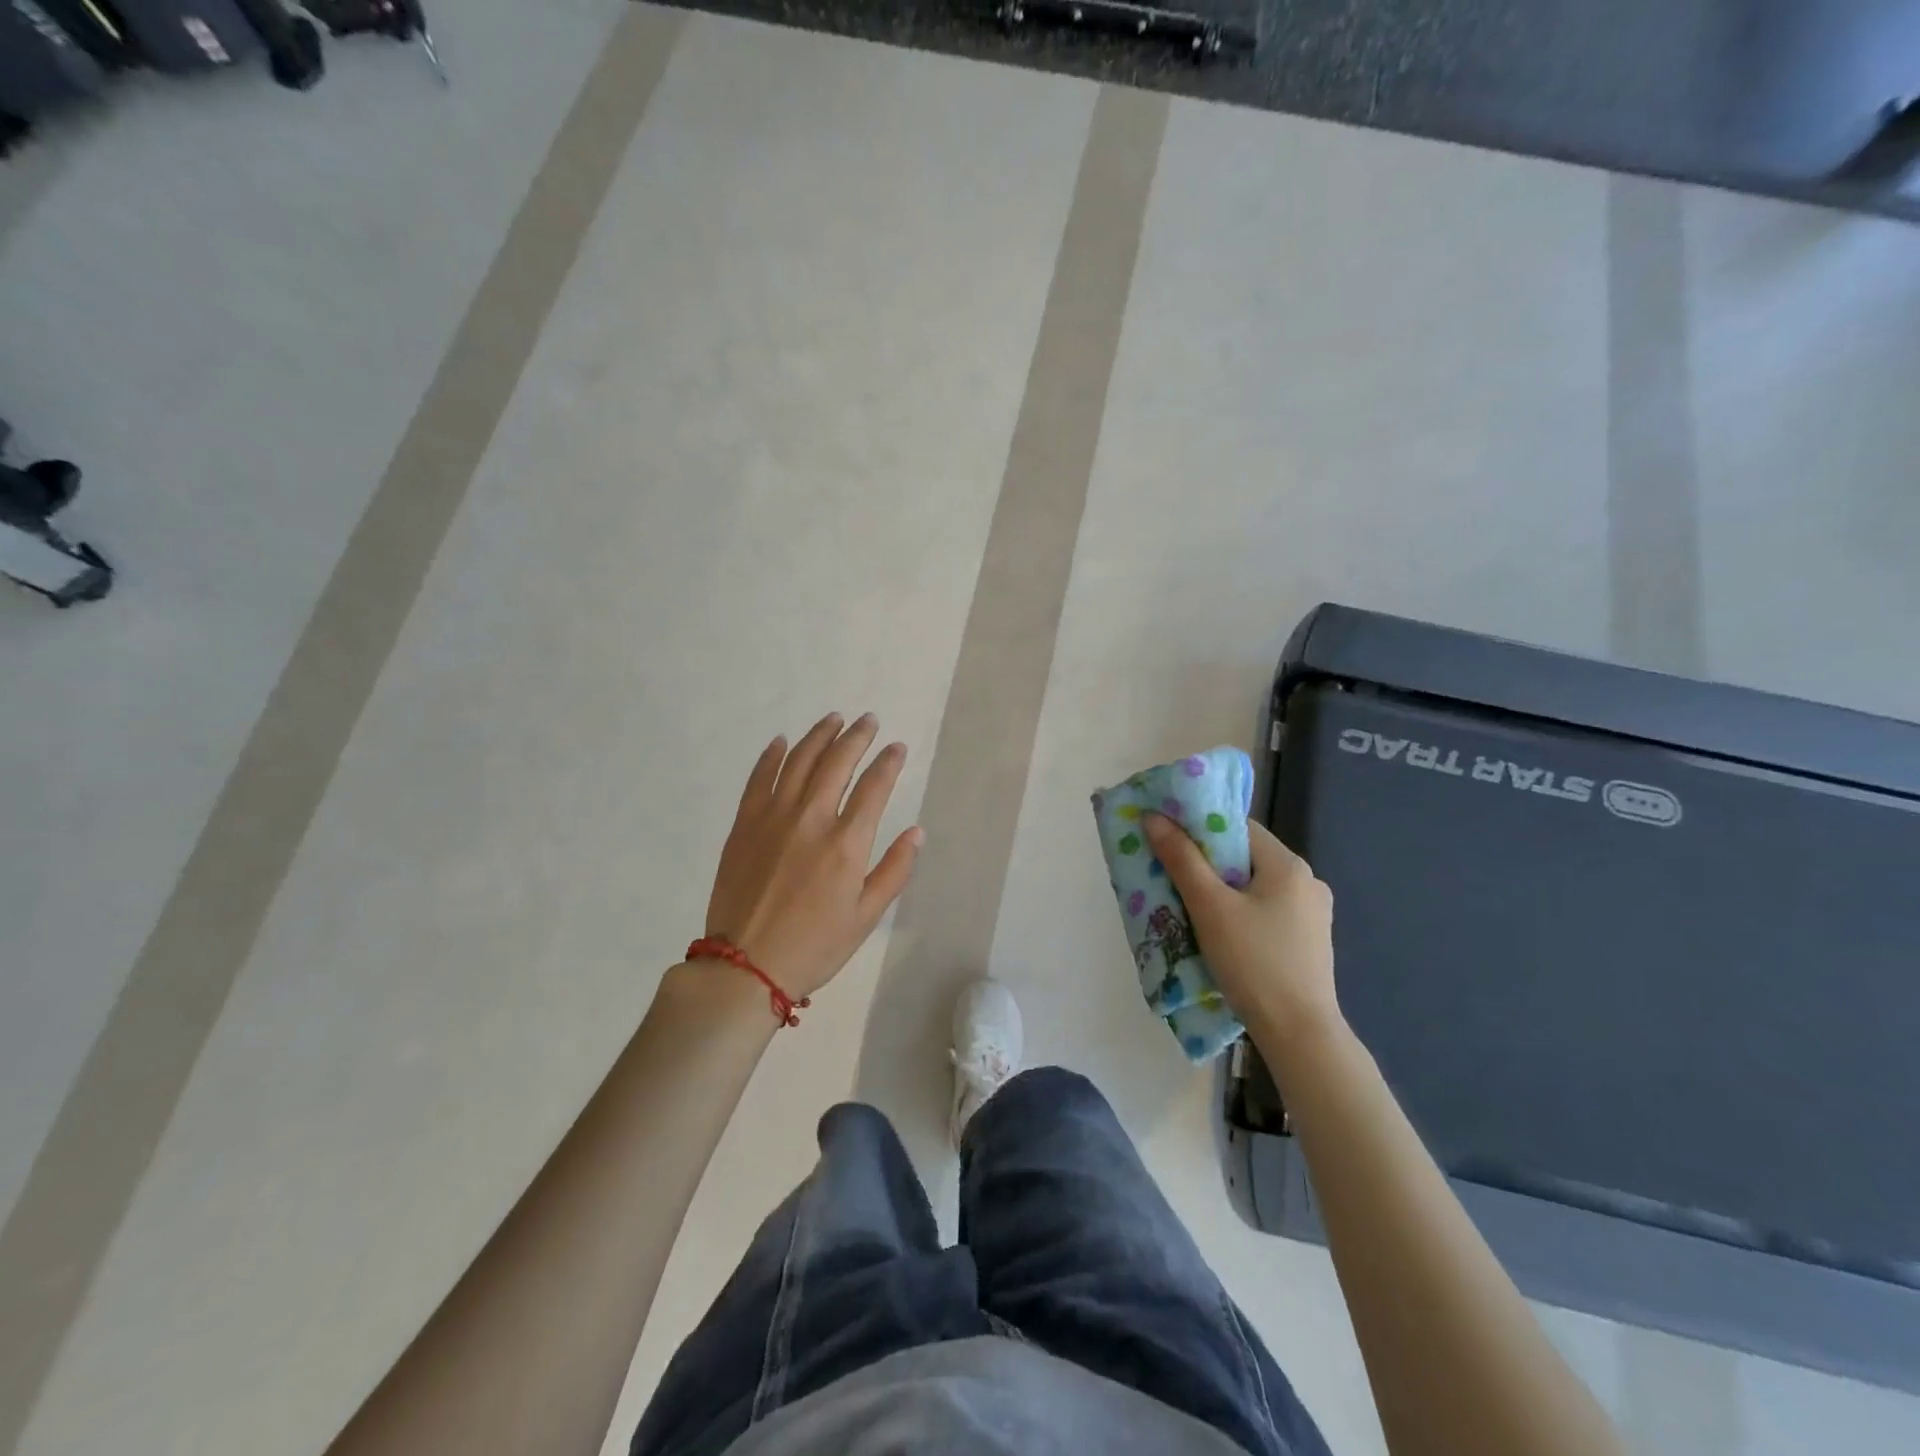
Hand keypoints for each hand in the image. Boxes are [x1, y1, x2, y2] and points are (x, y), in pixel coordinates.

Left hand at [704, 713, 923, 1000]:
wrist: (745, 966)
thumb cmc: (815, 946)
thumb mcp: (866, 916)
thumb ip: (894, 870)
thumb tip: (917, 832)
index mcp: (846, 843)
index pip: (874, 787)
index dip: (889, 763)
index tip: (898, 747)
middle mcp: (811, 819)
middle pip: (837, 762)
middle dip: (857, 737)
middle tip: (868, 721)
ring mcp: (772, 817)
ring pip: (798, 761)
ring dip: (818, 736)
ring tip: (833, 720)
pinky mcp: (744, 824)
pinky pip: (758, 778)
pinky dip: (771, 756)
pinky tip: (782, 741)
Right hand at [1143, 814, 1340, 1044]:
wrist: (1300, 1034)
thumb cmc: (1254, 963)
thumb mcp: (1209, 907)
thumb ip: (1182, 859)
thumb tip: (1154, 818)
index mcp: (1288, 864)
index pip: (1238, 827)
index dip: (1200, 828)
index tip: (1169, 841)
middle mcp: (1307, 881)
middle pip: (1245, 857)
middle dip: (1206, 864)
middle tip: (1170, 875)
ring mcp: (1312, 914)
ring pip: (1254, 886)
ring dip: (1222, 891)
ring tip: (1189, 906)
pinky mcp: (1308, 941)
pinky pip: (1266, 911)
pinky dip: (1240, 913)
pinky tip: (1220, 934)